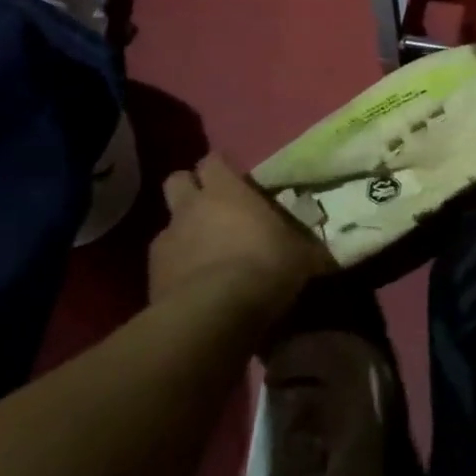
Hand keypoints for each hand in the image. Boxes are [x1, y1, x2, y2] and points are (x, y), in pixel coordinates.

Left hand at [149, 155, 331, 323]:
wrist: (214, 314)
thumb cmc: (264, 267)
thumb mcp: (300, 255)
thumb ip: (304, 244)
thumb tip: (323, 249)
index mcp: (226, 191)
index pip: (214, 160)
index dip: (221, 168)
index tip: (235, 179)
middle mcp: (191, 207)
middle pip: (178, 180)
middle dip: (191, 188)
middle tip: (212, 205)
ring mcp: (166, 239)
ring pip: (169, 222)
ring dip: (184, 231)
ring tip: (204, 251)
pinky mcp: (151, 274)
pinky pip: (163, 260)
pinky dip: (176, 266)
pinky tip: (194, 283)